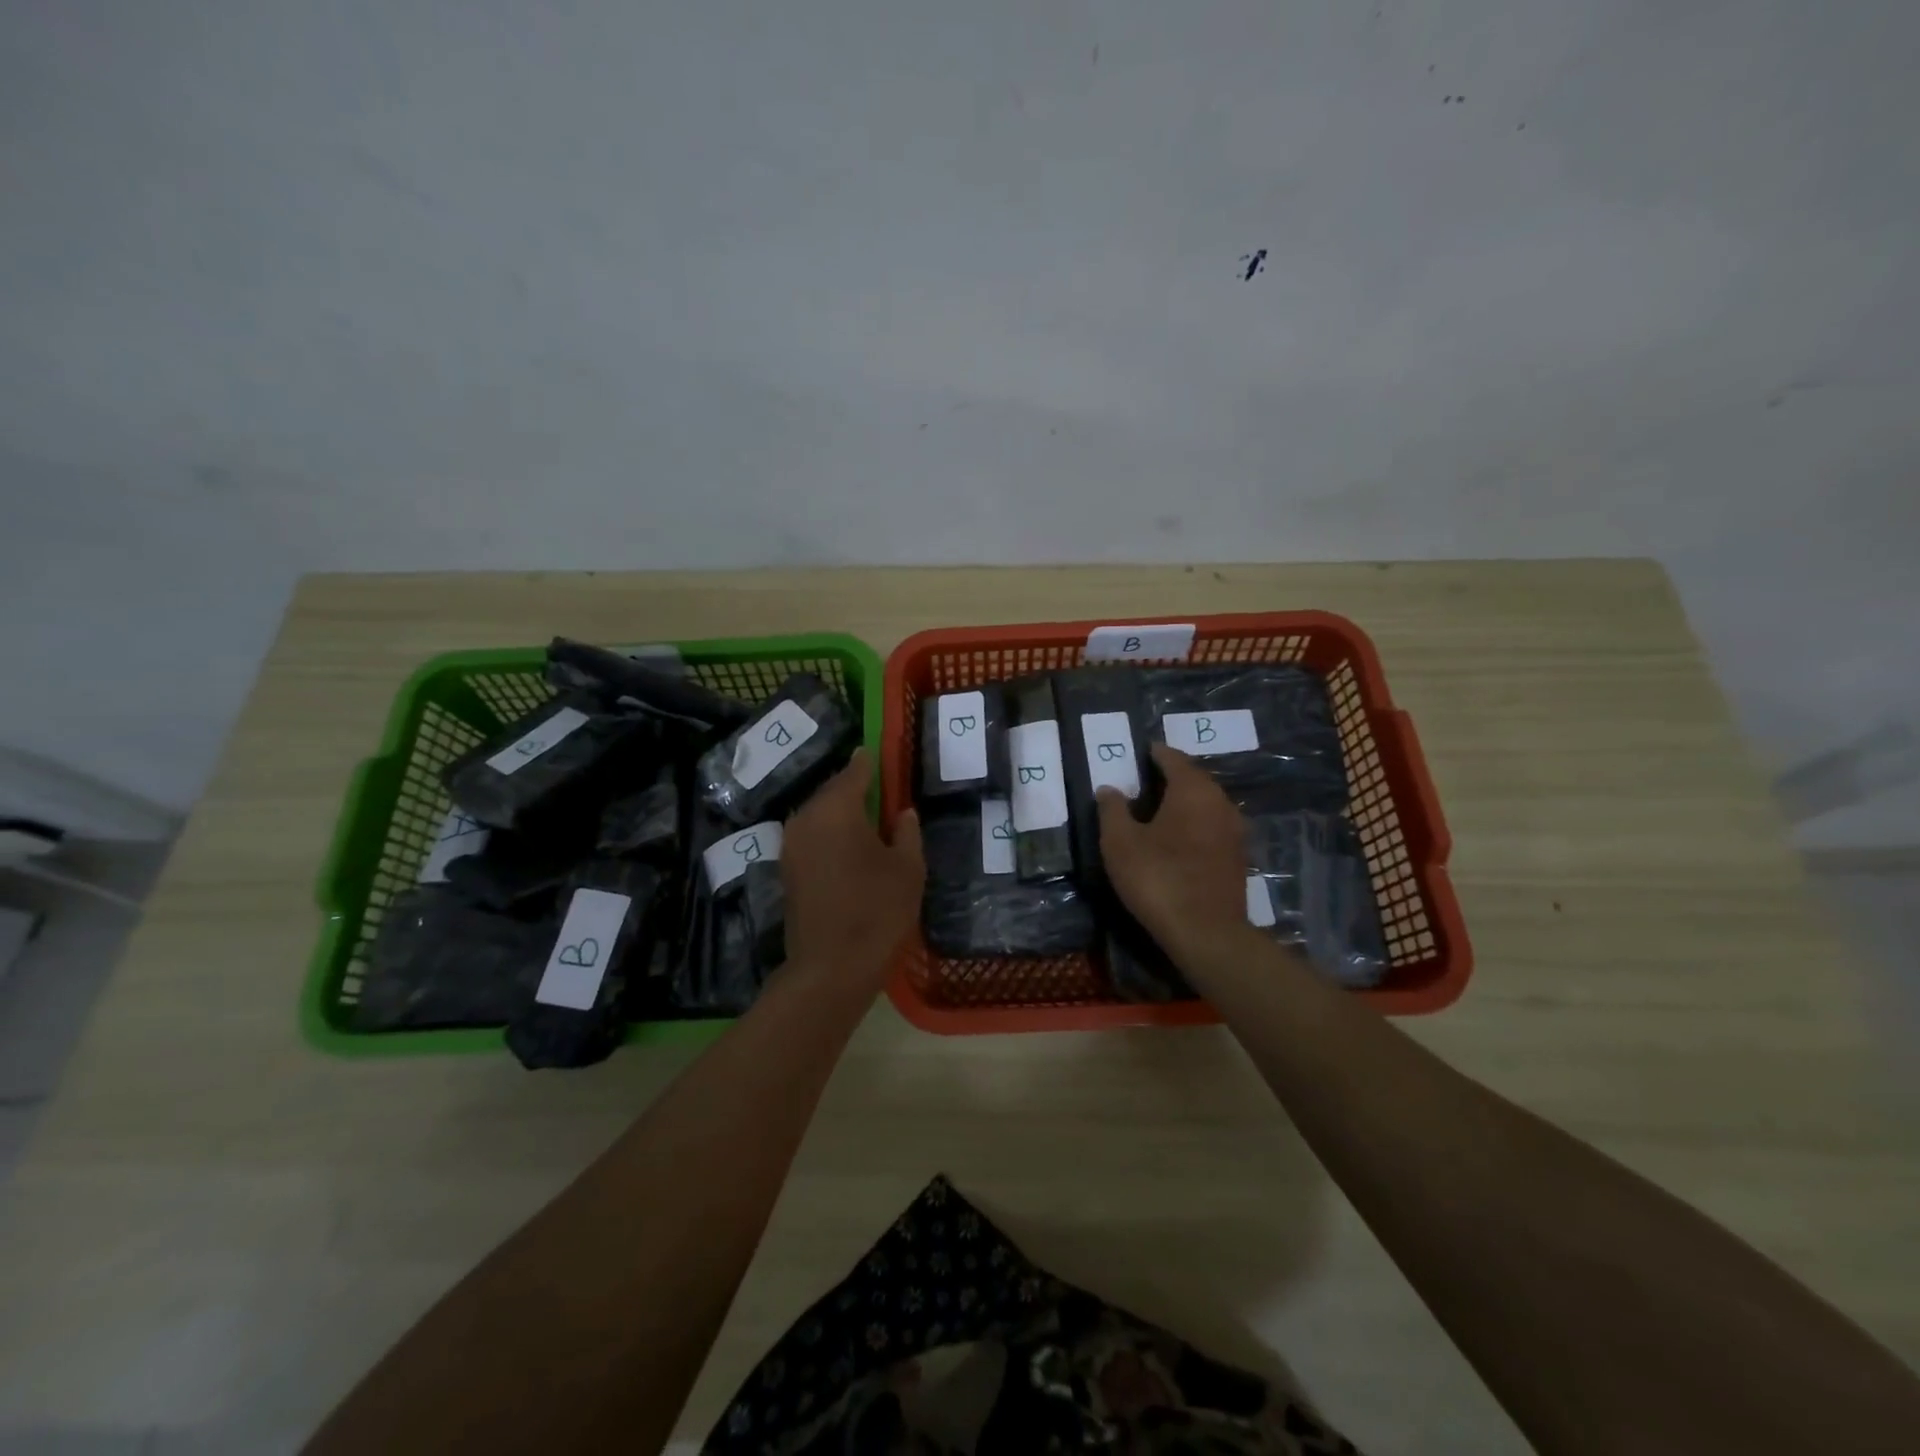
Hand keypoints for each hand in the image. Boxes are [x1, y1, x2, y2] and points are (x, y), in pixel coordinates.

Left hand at [781, 750, 924, 980]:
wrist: (830, 968)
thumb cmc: (877, 911)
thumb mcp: (908, 869)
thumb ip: (907, 833)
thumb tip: (902, 813)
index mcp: (836, 810)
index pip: (853, 772)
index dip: (867, 761)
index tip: (876, 749)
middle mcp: (806, 819)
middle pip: (831, 792)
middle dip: (853, 786)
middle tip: (878, 785)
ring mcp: (791, 846)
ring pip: (818, 815)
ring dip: (839, 811)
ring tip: (866, 815)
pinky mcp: (787, 870)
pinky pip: (811, 836)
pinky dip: (829, 832)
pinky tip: (848, 844)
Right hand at [1097, 743, 1249, 960]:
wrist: (1206, 933)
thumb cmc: (1158, 877)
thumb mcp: (1120, 842)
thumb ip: (1112, 810)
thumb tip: (1109, 789)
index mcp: (1193, 789)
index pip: (1173, 757)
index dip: (1154, 753)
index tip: (1138, 753)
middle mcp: (1220, 802)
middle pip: (1193, 778)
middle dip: (1169, 776)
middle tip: (1142, 781)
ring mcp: (1234, 831)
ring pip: (1205, 804)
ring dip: (1183, 802)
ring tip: (1156, 810)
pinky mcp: (1237, 858)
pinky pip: (1212, 827)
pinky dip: (1194, 824)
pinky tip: (1176, 839)